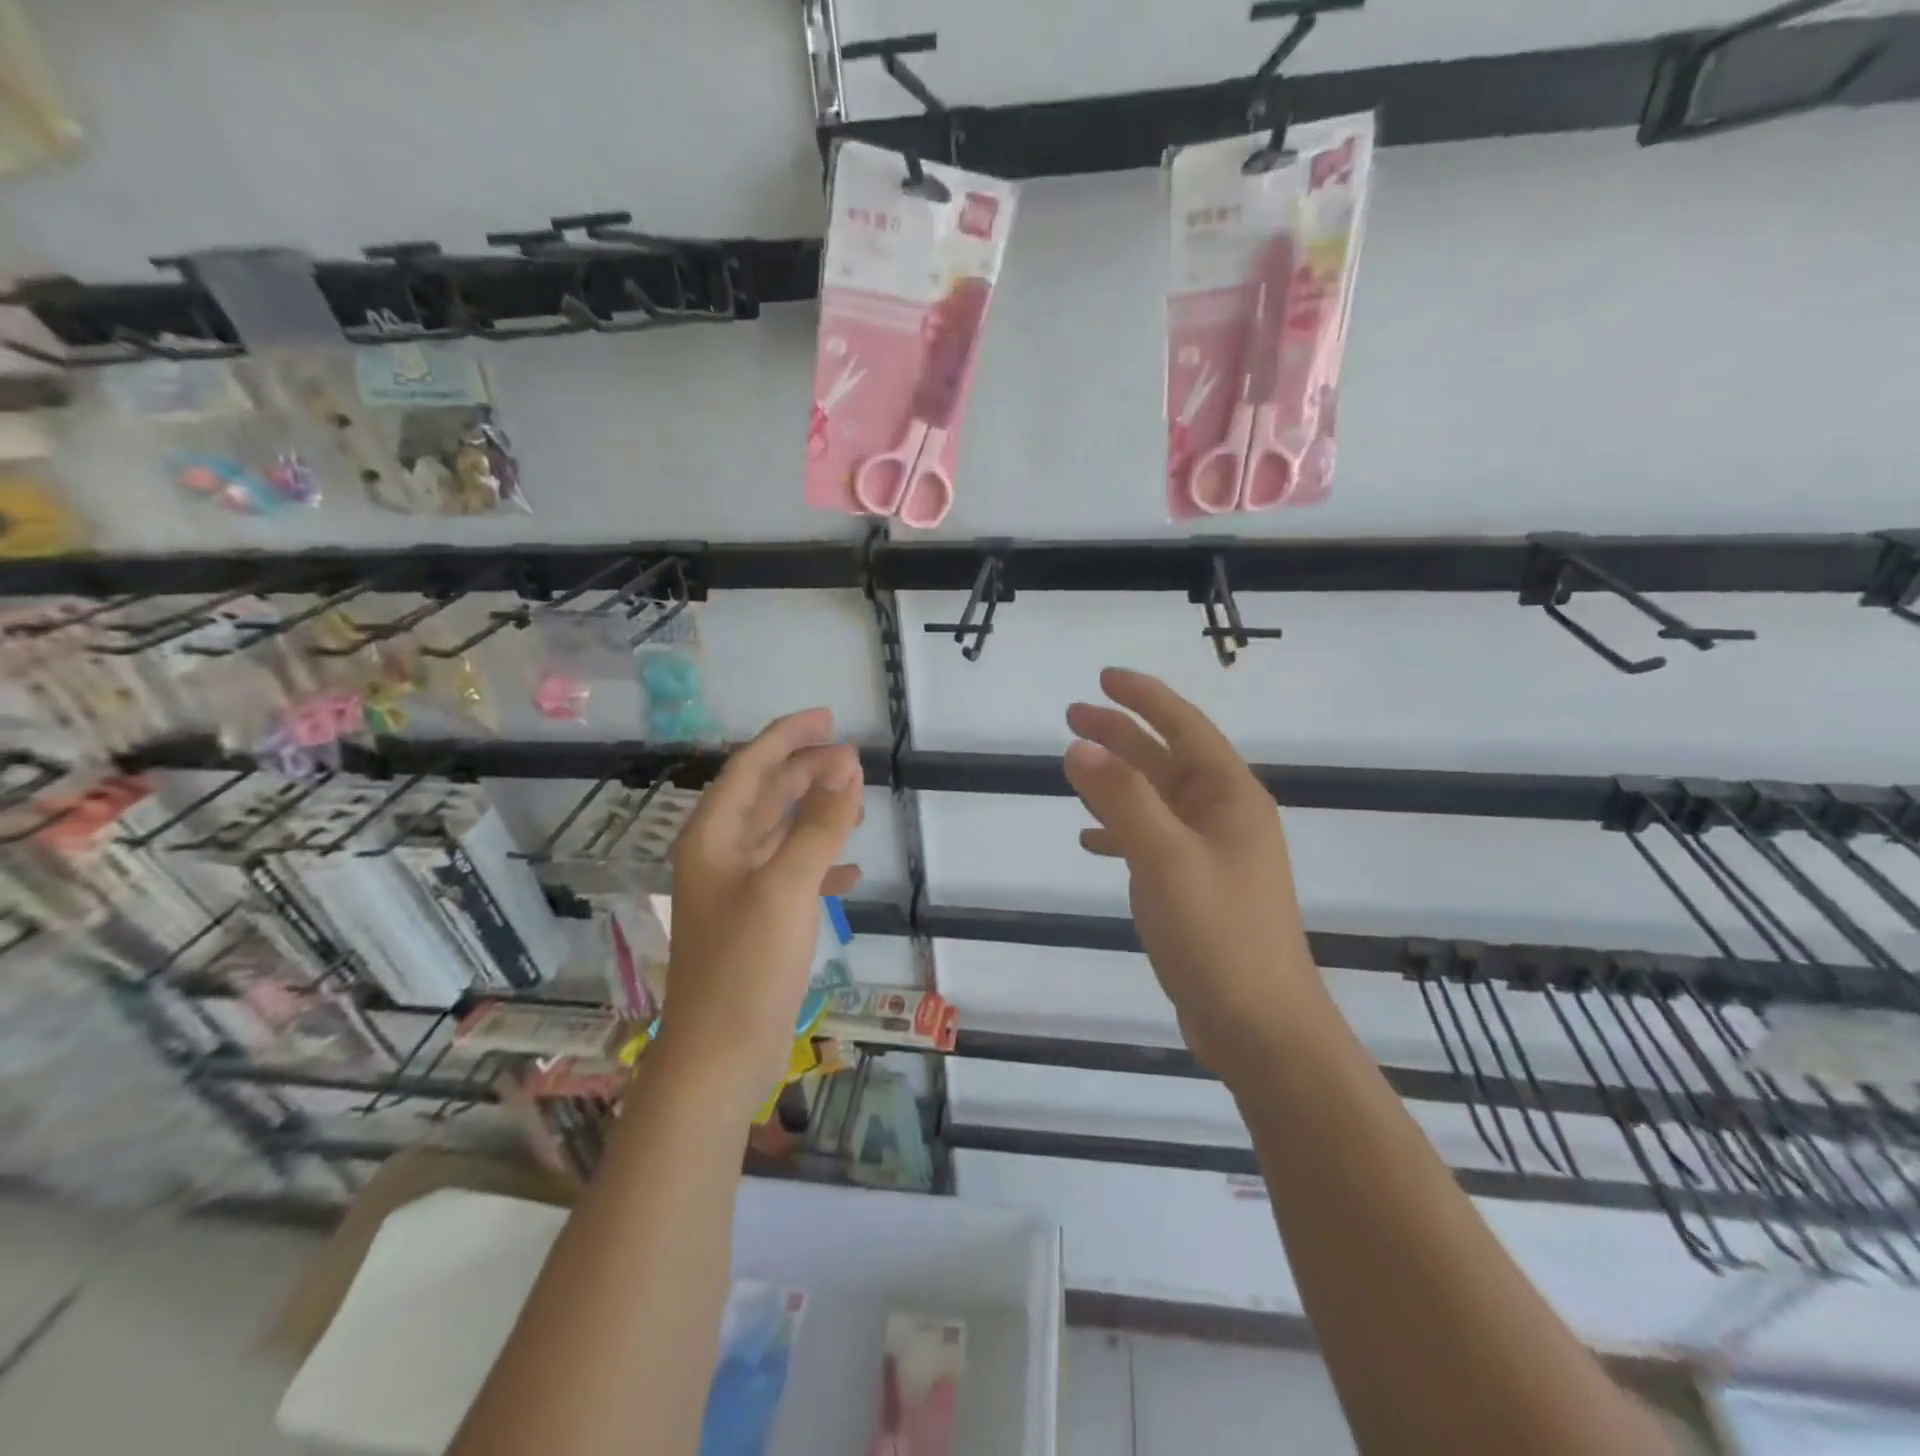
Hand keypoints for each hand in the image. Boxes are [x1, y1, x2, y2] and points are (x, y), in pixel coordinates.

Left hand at [659, 709, 863, 1117]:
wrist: (719, 1057)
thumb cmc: (747, 965)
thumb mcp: (787, 886)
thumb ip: (819, 824)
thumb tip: (847, 765)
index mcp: (714, 838)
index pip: (750, 767)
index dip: (787, 737)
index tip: (828, 718)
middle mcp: (720, 856)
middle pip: (765, 795)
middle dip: (806, 772)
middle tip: (853, 760)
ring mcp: (737, 891)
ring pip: (779, 833)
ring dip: (815, 813)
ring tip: (855, 804)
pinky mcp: (755, 922)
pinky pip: (791, 874)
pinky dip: (820, 863)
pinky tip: (850, 871)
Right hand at [1065, 668, 1320, 1074]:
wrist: (1259, 1026)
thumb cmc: (1218, 935)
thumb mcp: (1165, 859)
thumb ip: (1122, 799)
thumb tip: (1079, 746)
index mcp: (1230, 797)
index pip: (1185, 727)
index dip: (1145, 697)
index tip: (1104, 678)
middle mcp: (1224, 816)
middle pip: (1166, 759)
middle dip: (1121, 734)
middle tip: (1072, 716)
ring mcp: (1211, 853)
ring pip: (1156, 799)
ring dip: (1117, 779)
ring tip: (1073, 765)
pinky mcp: (1196, 887)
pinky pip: (1152, 840)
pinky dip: (1121, 831)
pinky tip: (1091, 839)